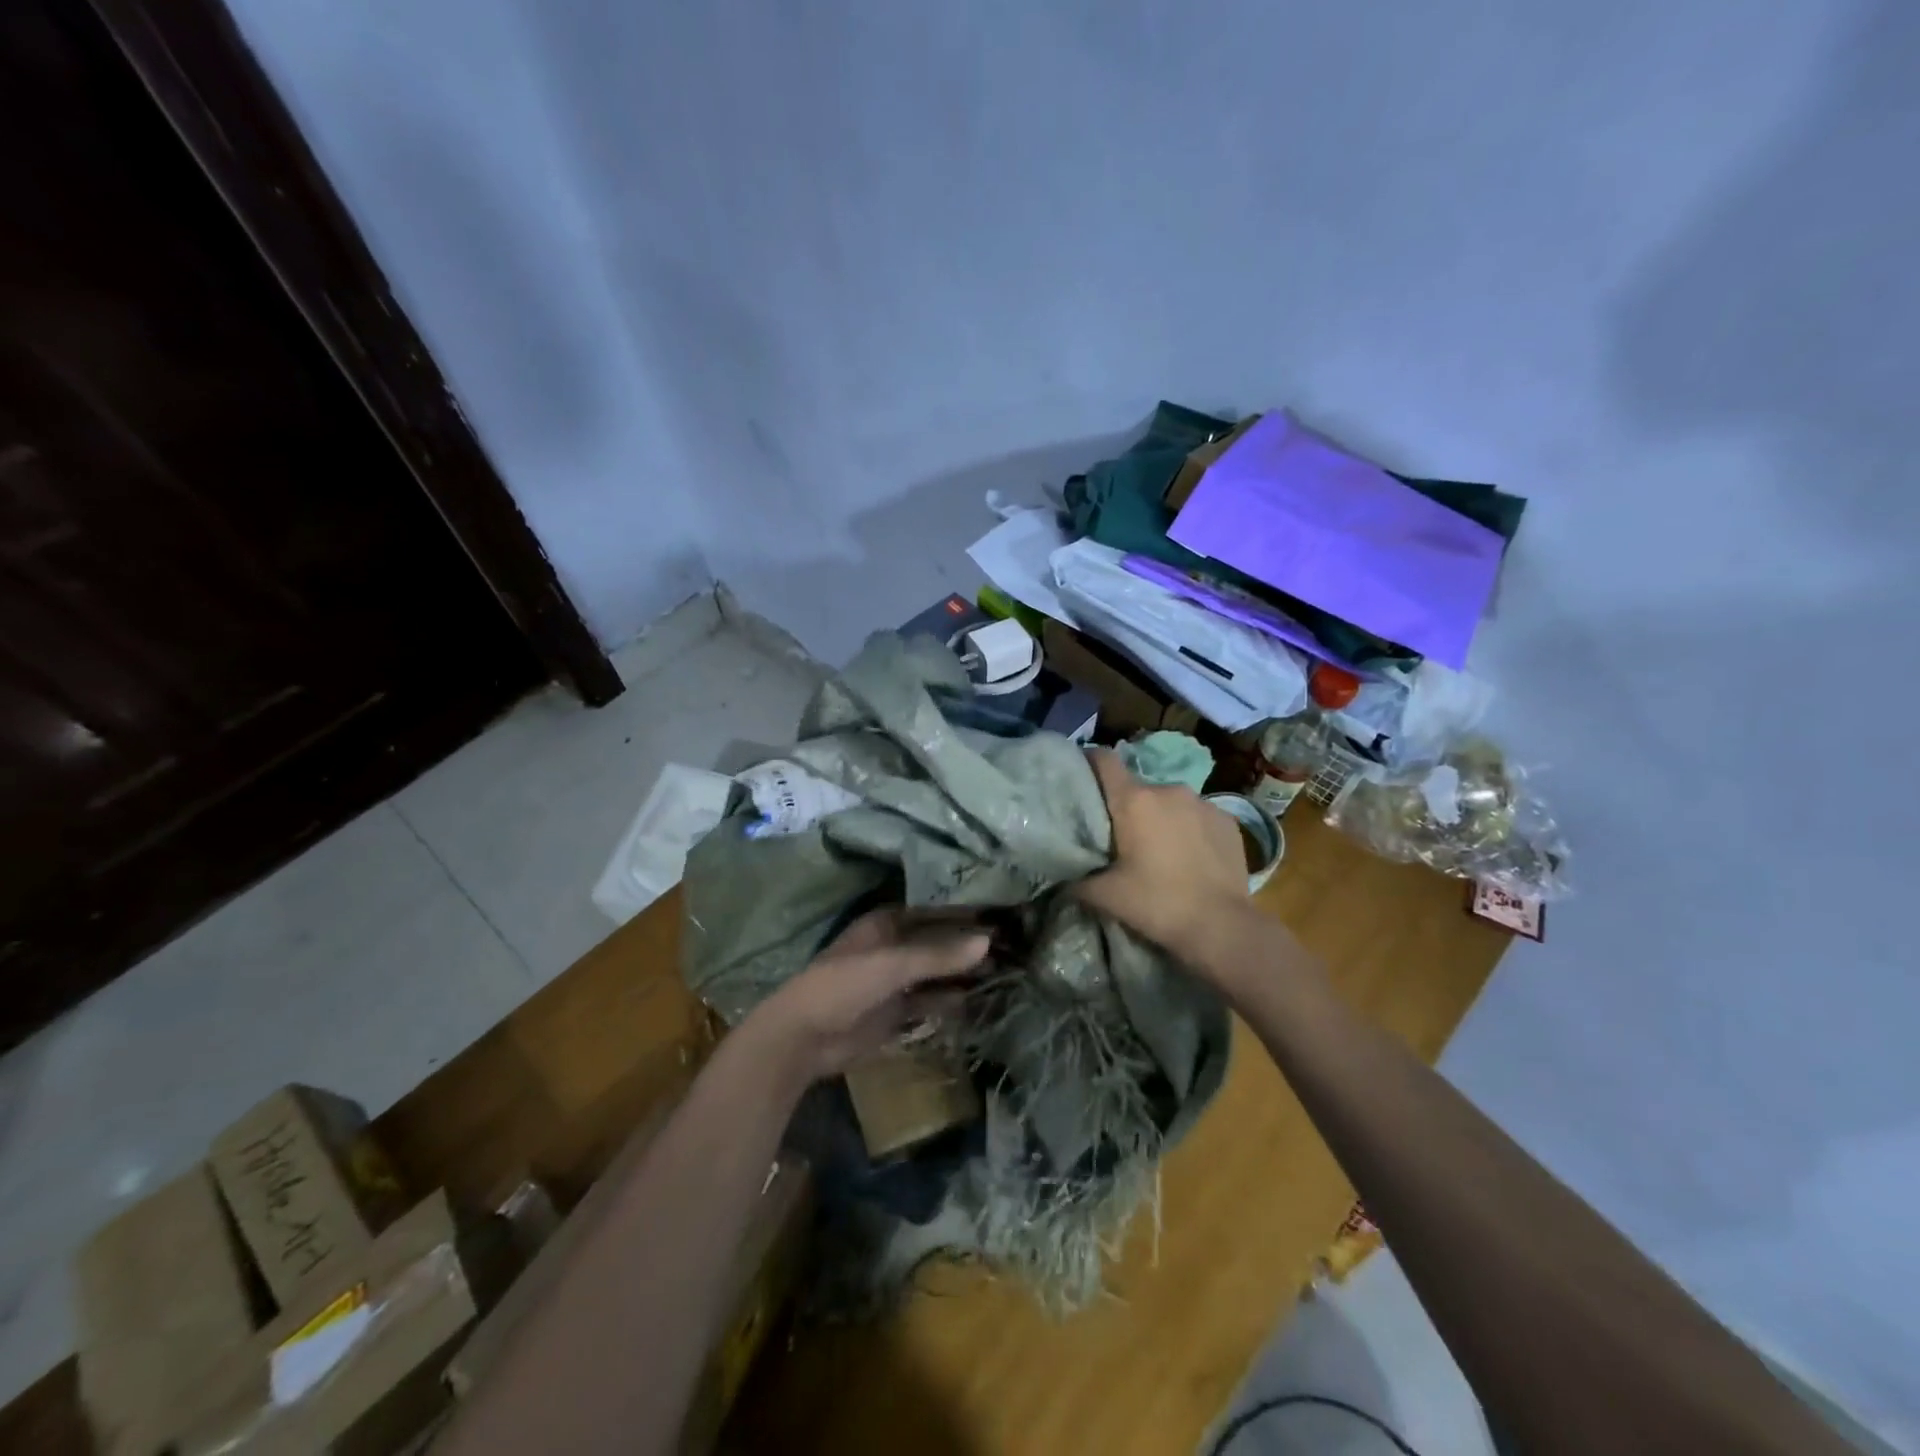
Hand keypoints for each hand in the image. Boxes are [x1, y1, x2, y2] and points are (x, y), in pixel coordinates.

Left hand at [749, 908, 989, 1083]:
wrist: (804, 1038)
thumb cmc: (844, 986)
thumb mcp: (892, 965)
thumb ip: (939, 954)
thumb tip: (988, 941)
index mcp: (887, 923)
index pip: (934, 911)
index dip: (965, 913)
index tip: (1001, 913)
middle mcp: (894, 946)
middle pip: (939, 942)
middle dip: (969, 945)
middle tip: (1013, 946)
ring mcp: (895, 980)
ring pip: (937, 972)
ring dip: (964, 973)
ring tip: (1006, 971)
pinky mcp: (897, 1011)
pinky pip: (931, 1001)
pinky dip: (952, 1000)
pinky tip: (979, 999)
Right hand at [1075, 748, 1248, 957]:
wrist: (1223, 927)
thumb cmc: (1158, 904)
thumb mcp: (1107, 896)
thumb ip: (1077, 880)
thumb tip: (1062, 878)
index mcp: (1134, 800)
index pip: (1104, 760)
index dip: (1089, 763)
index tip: (1081, 776)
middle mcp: (1168, 790)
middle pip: (1137, 788)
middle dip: (1127, 807)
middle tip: (1121, 839)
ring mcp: (1202, 802)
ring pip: (1169, 802)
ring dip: (1160, 818)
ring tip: (1160, 850)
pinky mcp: (1227, 819)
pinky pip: (1197, 816)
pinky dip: (1189, 829)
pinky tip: (1191, 857)